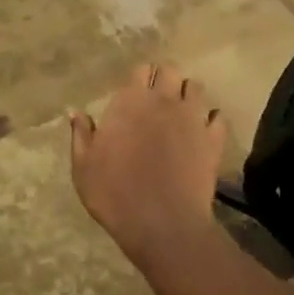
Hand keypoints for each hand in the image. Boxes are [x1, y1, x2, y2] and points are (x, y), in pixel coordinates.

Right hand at [70, 64, 226, 267]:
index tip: (133, 91)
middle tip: (157, 96)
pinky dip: (211, 120)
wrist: (162, 224)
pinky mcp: (213, 139)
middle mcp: (164, 101)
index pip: (139, 70)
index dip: (138, 78)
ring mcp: (193, 118)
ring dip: (187, 94)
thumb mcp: (84, 167)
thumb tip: (75, 112)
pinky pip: (217, 117)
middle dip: (164, 78)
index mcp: (130, 102)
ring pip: (196, 88)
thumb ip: (81, 135)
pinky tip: (203, 131)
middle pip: (170, 70)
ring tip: (180, 110)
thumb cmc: (115, 194)